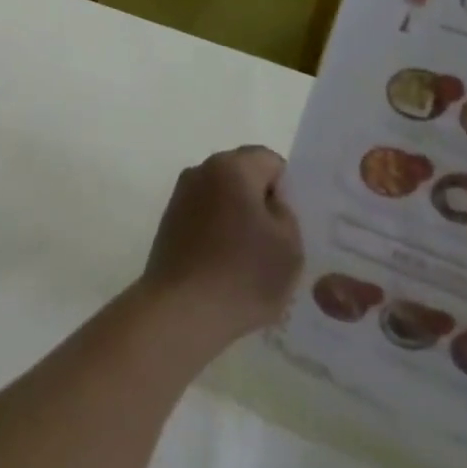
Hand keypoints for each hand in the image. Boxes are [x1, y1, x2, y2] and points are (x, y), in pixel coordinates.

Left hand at [138, 146, 303, 351]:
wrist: (183, 307)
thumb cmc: (244, 273)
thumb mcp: (289, 245)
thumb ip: (287, 212)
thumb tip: (271, 202)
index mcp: (231, 167)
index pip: (270, 160)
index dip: (288, 189)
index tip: (295, 222)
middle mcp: (202, 170)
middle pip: (244, 175)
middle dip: (263, 202)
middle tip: (282, 242)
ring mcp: (182, 194)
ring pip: (224, 196)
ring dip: (241, 218)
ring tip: (257, 260)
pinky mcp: (171, 219)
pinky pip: (206, 215)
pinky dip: (221, 232)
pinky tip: (231, 267)